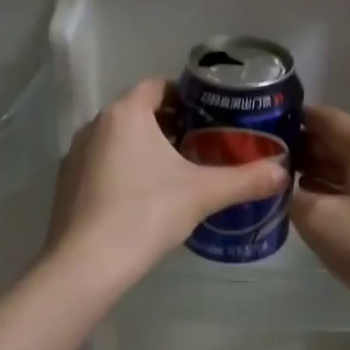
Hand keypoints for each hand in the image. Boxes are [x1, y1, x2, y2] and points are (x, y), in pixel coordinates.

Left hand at [44, 77, 287, 283]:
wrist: (88, 263)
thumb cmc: (147, 213)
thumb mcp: (204, 194)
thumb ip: (246, 180)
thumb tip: (283, 172)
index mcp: (126, 114)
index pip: (158, 87)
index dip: (186, 96)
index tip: (210, 115)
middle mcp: (95, 125)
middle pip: (138, 113)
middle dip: (169, 124)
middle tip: (202, 144)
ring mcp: (75, 155)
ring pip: (118, 140)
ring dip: (145, 148)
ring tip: (177, 171)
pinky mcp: (66, 183)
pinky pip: (101, 164)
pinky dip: (123, 170)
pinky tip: (143, 197)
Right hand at [291, 105, 349, 339]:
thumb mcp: (318, 223)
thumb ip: (293, 196)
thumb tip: (288, 187)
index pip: (325, 117)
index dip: (292, 121)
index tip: (261, 133)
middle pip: (341, 140)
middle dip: (305, 150)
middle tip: (268, 167)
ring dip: (323, 173)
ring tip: (288, 188)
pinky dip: (344, 190)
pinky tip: (324, 209)